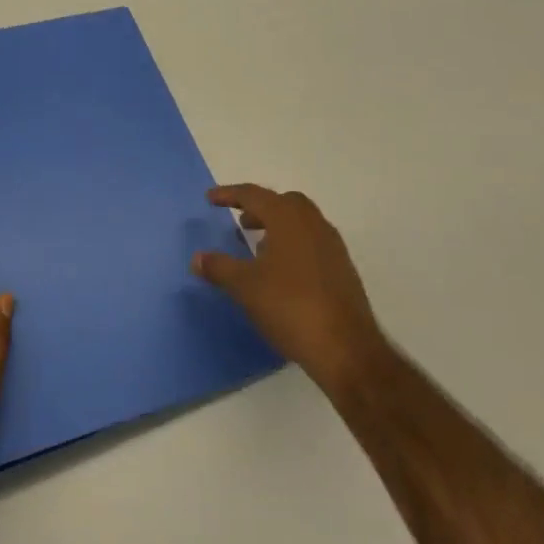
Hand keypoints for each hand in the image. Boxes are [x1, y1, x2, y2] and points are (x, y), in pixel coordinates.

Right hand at [192, 184, 384, 394]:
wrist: (346, 349)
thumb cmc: (290, 306)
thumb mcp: (245, 287)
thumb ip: (219, 267)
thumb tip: (197, 258)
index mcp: (288, 218)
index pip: (254, 195)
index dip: (230, 195)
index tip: (210, 198)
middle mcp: (314, 224)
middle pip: (284, 203)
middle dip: (260, 208)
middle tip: (241, 222)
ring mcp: (332, 247)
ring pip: (301, 223)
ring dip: (277, 227)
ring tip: (258, 248)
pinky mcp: (343, 270)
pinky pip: (313, 243)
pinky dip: (293, 246)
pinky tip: (281, 273)